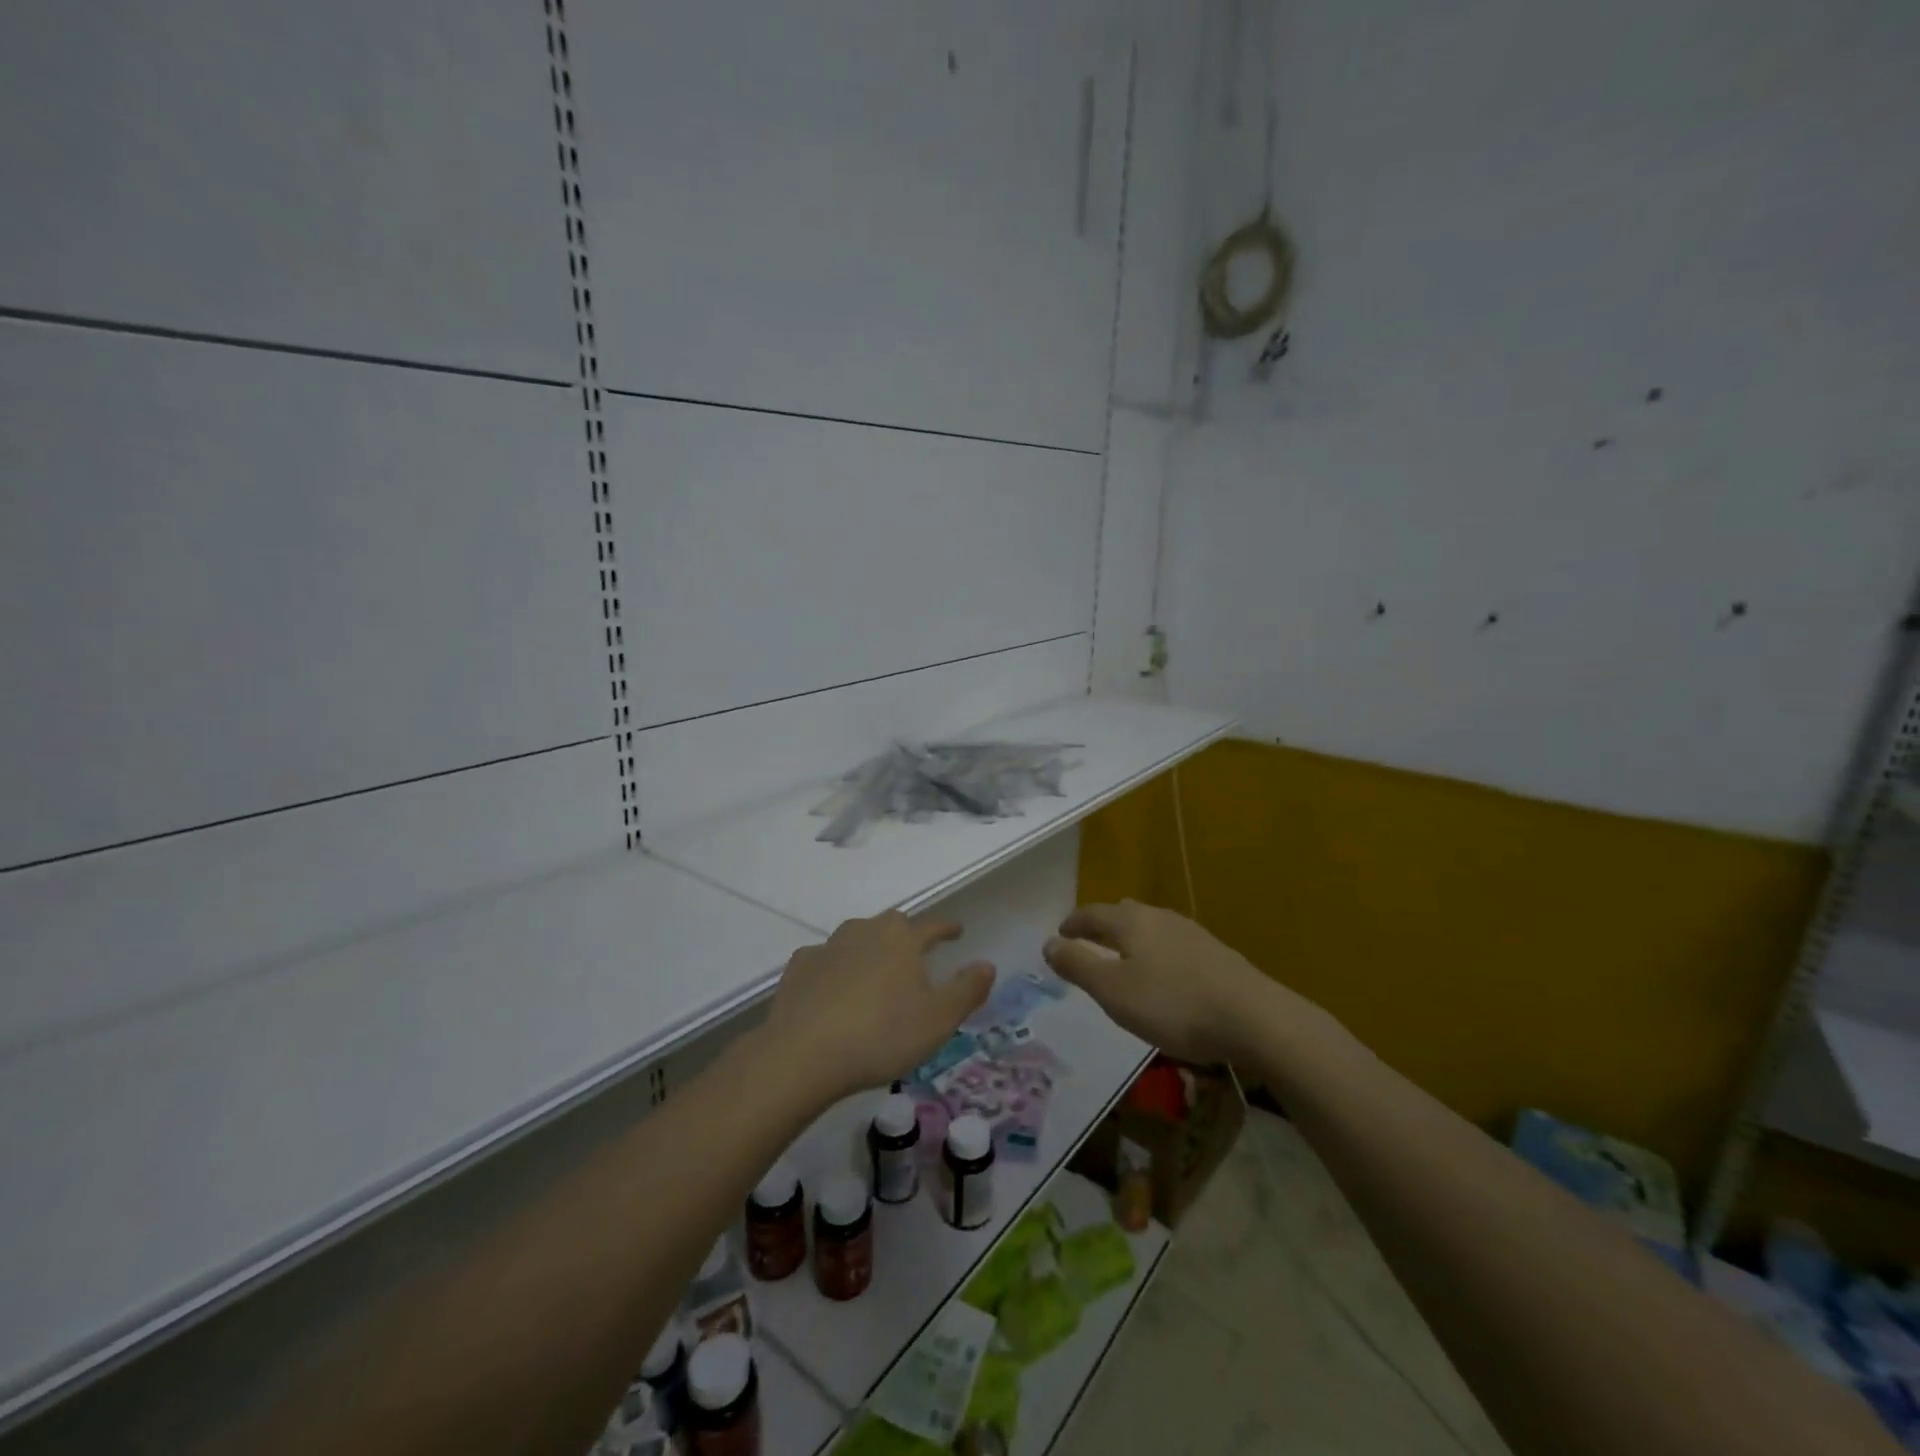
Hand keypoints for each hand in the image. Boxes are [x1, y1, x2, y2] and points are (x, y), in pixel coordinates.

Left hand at [763, 911, 994, 1103]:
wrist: (804, 1053)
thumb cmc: (882, 1035)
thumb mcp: (939, 1019)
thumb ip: (967, 990)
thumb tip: (986, 964)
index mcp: (902, 939)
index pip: (932, 926)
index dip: (947, 928)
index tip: (957, 931)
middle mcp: (865, 932)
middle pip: (891, 924)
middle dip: (906, 934)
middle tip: (914, 952)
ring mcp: (828, 947)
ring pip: (855, 936)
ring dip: (868, 946)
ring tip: (875, 968)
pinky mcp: (799, 968)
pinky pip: (824, 959)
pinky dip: (834, 967)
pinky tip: (832, 985)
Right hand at [1044, 900, 1308, 1065]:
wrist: (1253, 1017)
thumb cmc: (1172, 1004)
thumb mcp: (1113, 991)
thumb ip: (1078, 965)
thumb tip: (1048, 943)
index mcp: (1130, 923)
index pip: (1092, 913)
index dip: (1073, 923)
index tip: (1061, 933)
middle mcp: (1159, 917)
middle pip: (1123, 914)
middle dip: (1102, 925)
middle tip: (1089, 942)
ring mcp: (1191, 932)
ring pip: (1151, 926)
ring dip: (1132, 938)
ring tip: (1125, 959)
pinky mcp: (1215, 952)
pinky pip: (1173, 943)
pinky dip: (1157, 952)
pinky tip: (1165, 975)